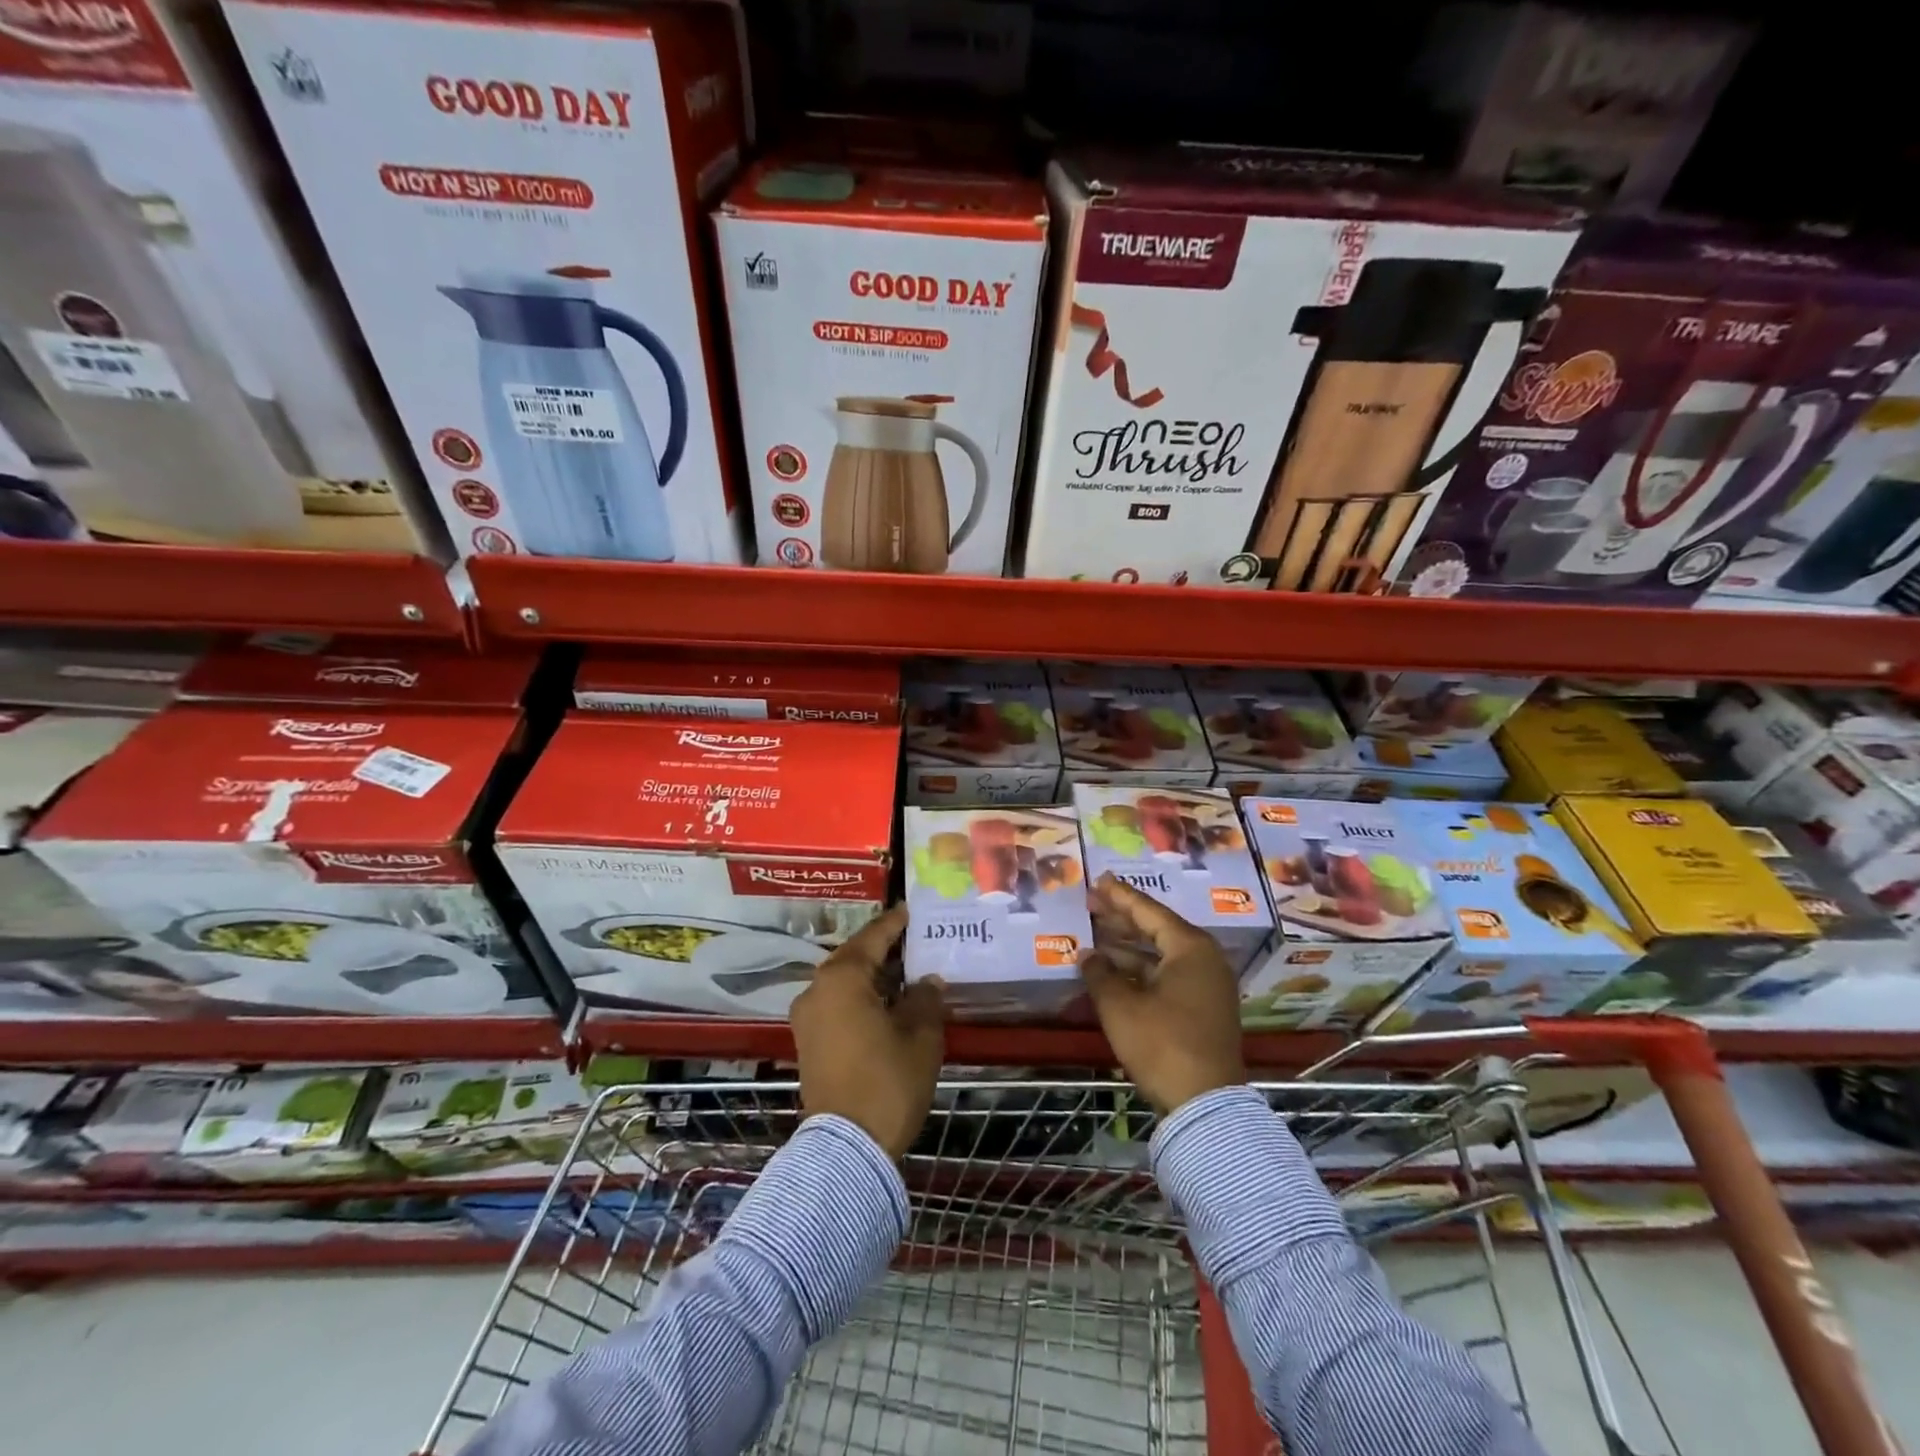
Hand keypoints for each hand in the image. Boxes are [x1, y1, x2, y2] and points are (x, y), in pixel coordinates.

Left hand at [789, 904, 943, 1157]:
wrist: (846, 1148)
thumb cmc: (887, 1082)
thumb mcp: (920, 1037)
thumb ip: (925, 999)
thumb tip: (927, 981)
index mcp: (842, 978)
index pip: (873, 937)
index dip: (895, 923)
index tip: (912, 910)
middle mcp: (816, 989)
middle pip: (853, 957)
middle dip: (883, 950)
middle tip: (914, 942)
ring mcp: (807, 1018)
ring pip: (843, 982)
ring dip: (871, 977)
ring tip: (905, 973)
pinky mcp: (807, 1043)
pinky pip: (836, 1004)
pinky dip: (859, 998)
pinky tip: (886, 1005)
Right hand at [1079, 873, 1245, 1116]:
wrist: (1205, 1104)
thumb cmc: (1162, 1043)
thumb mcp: (1120, 1006)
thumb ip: (1100, 973)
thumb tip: (1087, 955)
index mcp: (1190, 948)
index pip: (1148, 911)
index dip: (1120, 896)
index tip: (1098, 881)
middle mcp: (1205, 960)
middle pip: (1157, 930)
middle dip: (1122, 919)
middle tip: (1092, 905)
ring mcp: (1208, 986)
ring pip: (1161, 956)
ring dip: (1128, 948)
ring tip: (1095, 938)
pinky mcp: (1204, 1010)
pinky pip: (1168, 976)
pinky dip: (1141, 971)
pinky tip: (1114, 973)